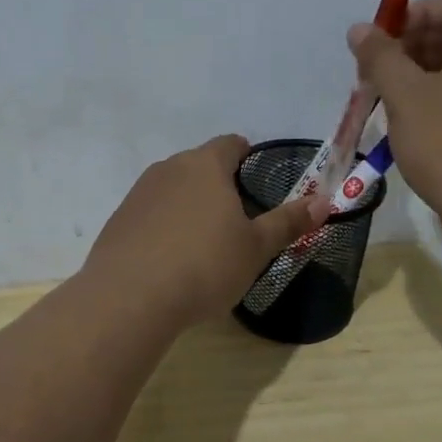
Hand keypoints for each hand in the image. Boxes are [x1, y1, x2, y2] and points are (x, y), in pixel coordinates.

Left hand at [83, 135, 329, 325]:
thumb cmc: (204, 265)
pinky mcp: (118, 220)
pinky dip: (164, 227)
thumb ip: (288, 222)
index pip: (230, 144)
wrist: (129, 297)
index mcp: (205, 165)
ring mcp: (139, 193)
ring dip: (190, 206)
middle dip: (219, 185)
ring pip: (173, 189)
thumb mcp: (255, 248)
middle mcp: (169, 168)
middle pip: (200, 165)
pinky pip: (151, 214)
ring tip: (204, 242)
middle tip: (237, 220)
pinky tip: (171, 260)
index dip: (247, 156)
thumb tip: (324, 201)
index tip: (257, 180)